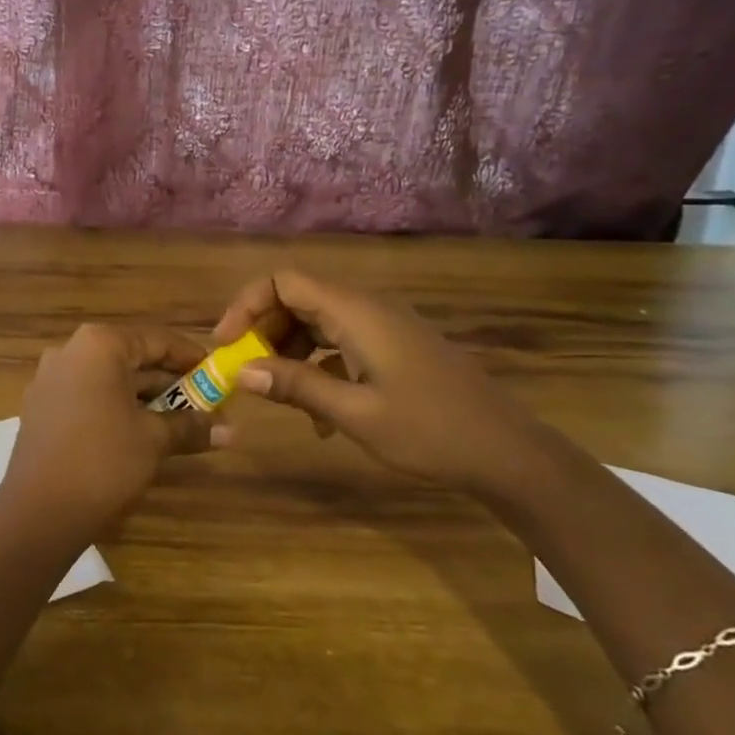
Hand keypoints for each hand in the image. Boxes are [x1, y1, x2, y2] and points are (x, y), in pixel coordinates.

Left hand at [0, 324, 217, 542]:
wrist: (38, 513)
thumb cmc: (103, 462)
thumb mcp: (154, 440)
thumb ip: (191, 426)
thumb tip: (230, 430)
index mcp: (98, 345)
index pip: (156, 340)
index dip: (191, 358)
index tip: (218, 375)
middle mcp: (70, 351)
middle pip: (131, 358)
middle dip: (170, 382)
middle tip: (206, 404)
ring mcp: (50, 379)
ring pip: (110, 380)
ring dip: (145, 398)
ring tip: (182, 422)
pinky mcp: (41, 407)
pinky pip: (88, 396)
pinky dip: (117, 408)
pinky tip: (141, 433)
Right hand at [211, 271, 554, 495]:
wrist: (507, 453)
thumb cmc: (430, 431)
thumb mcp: (355, 413)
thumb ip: (297, 387)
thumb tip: (241, 372)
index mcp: (355, 312)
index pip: (283, 281)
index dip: (246, 305)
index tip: (226, 344)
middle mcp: (366, 307)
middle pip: (297, 298)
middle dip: (264, 331)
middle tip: (247, 372)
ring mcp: (383, 327)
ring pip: (316, 321)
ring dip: (289, 351)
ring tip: (278, 395)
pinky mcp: (393, 347)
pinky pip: (340, 342)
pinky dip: (318, 365)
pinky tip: (318, 414)